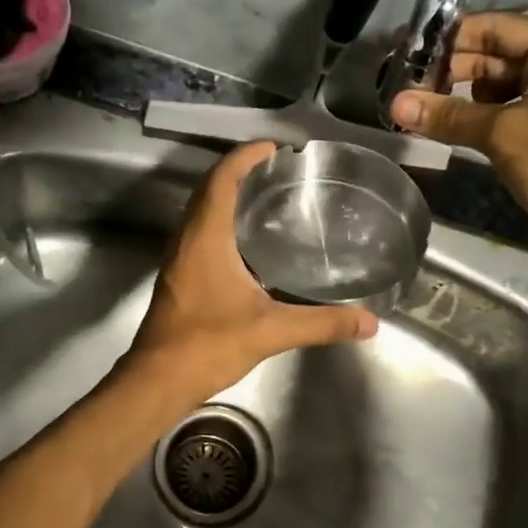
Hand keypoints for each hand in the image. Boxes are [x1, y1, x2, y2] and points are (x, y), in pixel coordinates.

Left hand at [126, 142, 378, 397]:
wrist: (157, 380)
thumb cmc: (208, 345)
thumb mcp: (271, 331)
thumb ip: (321, 324)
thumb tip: (369, 322)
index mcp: (205, 238)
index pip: (221, 180)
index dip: (244, 157)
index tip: (273, 147)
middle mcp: (187, 240)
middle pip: (208, 190)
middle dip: (238, 171)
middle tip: (276, 169)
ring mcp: (178, 259)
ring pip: (200, 212)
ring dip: (227, 196)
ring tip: (266, 197)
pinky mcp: (179, 277)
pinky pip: (199, 233)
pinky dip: (221, 222)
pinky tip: (248, 244)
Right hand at [388, 12, 527, 288]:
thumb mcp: (504, 135)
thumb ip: (449, 115)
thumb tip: (394, 103)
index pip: (495, 27)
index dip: (448, 38)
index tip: (404, 53)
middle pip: (495, 53)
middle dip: (450, 70)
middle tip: (402, 87)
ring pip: (498, 84)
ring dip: (460, 96)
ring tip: (419, 109)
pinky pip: (507, 110)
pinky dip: (478, 117)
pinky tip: (447, 128)